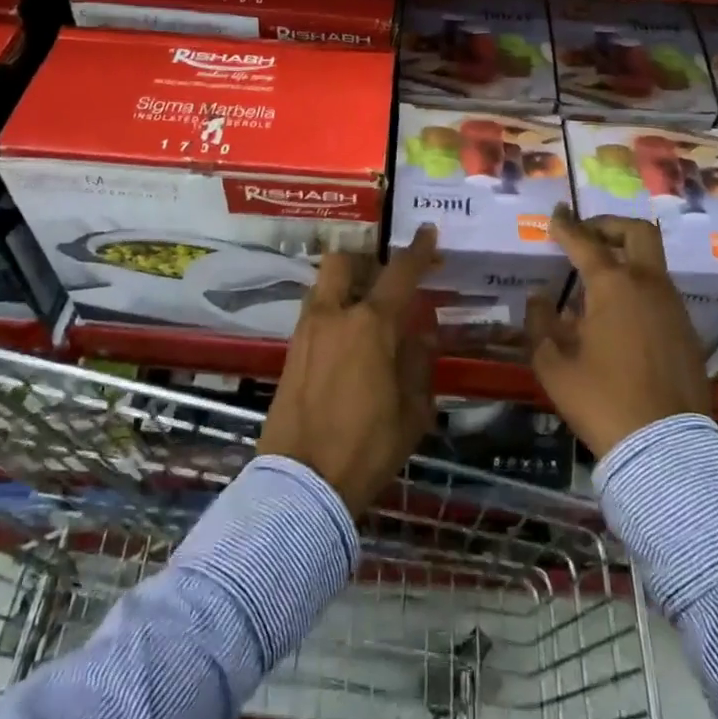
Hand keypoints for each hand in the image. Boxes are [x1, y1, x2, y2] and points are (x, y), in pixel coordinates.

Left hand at [258, 226, 439, 515]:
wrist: (301, 484)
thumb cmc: (367, 447)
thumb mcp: (412, 411)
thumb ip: (417, 364)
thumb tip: (420, 336)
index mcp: (370, 325)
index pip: (399, 274)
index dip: (417, 251)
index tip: (427, 233)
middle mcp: (334, 316)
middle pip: (342, 262)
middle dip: (364, 260)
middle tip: (384, 278)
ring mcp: (306, 332)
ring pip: (324, 287)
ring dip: (345, 287)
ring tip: (367, 314)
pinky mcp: (290, 353)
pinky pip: (314, 315)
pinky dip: (333, 314)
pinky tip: (348, 343)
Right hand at [527, 208, 710, 458]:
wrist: (664, 447)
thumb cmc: (601, 400)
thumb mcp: (553, 365)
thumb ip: (541, 323)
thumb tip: (541, 298)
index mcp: (614, 286)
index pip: (585, 242)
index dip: (566, 226)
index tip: (555, 215)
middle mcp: (648, 285)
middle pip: (637, 232)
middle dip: (609, 225)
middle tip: (586, 236)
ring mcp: (673, 306)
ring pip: (652, 262)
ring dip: (625, 257)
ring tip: (596, 281)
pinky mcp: (687, 330)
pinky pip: (660, 291)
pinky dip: (638, 286)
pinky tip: (617, 315)